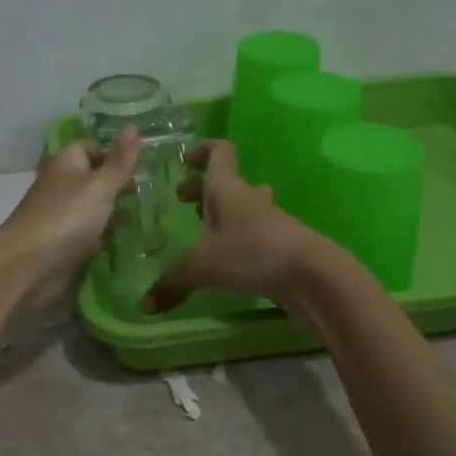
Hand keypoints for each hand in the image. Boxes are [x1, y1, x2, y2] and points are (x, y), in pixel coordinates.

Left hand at [0, 127, 141, 302]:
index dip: (113, 155)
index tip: (140, 168)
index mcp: (66, 163)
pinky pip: (88, 235)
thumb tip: (133, 126)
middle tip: (152, 194)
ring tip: (147, 218)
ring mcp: (60, 216)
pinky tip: (127, 243)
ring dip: (114, 215)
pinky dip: (104, 238)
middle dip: (119, 188)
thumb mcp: (100, 186)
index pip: (90, 148)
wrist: (27, 265)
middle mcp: (61, 186)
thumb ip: (119, 161)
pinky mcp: (62, 244)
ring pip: (93, 210)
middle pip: (93, 180)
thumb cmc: (66, 217)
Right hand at [144, 139, 329, 313]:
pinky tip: (226, 260)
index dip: (201, 151)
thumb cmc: (251, 253)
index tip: (184, 159)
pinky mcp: (280, 245)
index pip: (218, 153)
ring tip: (204, 229)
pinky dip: (238, 240)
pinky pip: (254, 234)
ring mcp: (268, 222)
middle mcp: (248, 199)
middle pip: (225, 184)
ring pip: (243, 208)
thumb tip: (144, 304)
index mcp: (226, 189)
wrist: (310, 274)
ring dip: (224, 214)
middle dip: (202, 190)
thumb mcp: (201, 267)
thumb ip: (171, 283)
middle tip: (182, 201)